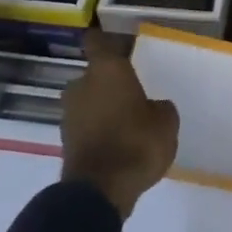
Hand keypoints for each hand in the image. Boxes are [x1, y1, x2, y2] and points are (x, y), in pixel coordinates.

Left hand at [60, 30, 178, 217]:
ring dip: (102, 107)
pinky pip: (86, 125)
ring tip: (126, 120)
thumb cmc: (137, 143)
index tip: (116, 42)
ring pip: (88, 101)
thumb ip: (159, 107)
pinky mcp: (66, 141)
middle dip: (109, 82)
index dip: (105, 40)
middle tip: (132, 92)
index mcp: (107, 70)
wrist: (100, 191)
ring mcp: (69, 114)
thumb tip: (152, 108)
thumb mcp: (166, 122)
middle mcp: (82, 85)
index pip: (97, 42)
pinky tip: (117, 141)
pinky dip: (98, 129)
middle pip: (94, 75)